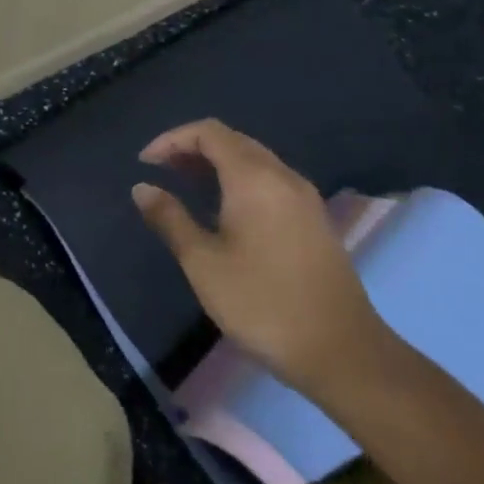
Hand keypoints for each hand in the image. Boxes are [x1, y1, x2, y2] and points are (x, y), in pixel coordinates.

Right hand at [131, 119, 388, 393]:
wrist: (340, 350)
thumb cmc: (262, 302)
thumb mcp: (203, 262)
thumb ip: (170, 218)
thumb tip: (142, 188)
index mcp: (255, 179)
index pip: (209, 132)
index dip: (172, 139)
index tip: (145, 164)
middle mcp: (283, 177)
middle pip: (233, 141)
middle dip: (192, 148)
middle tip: (161, 172)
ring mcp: (304, 198)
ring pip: (254, 160)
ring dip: (216, 164)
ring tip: (185, 187)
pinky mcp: (314, 220)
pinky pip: (270, 181)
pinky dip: (238, 181)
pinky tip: (223, 210)